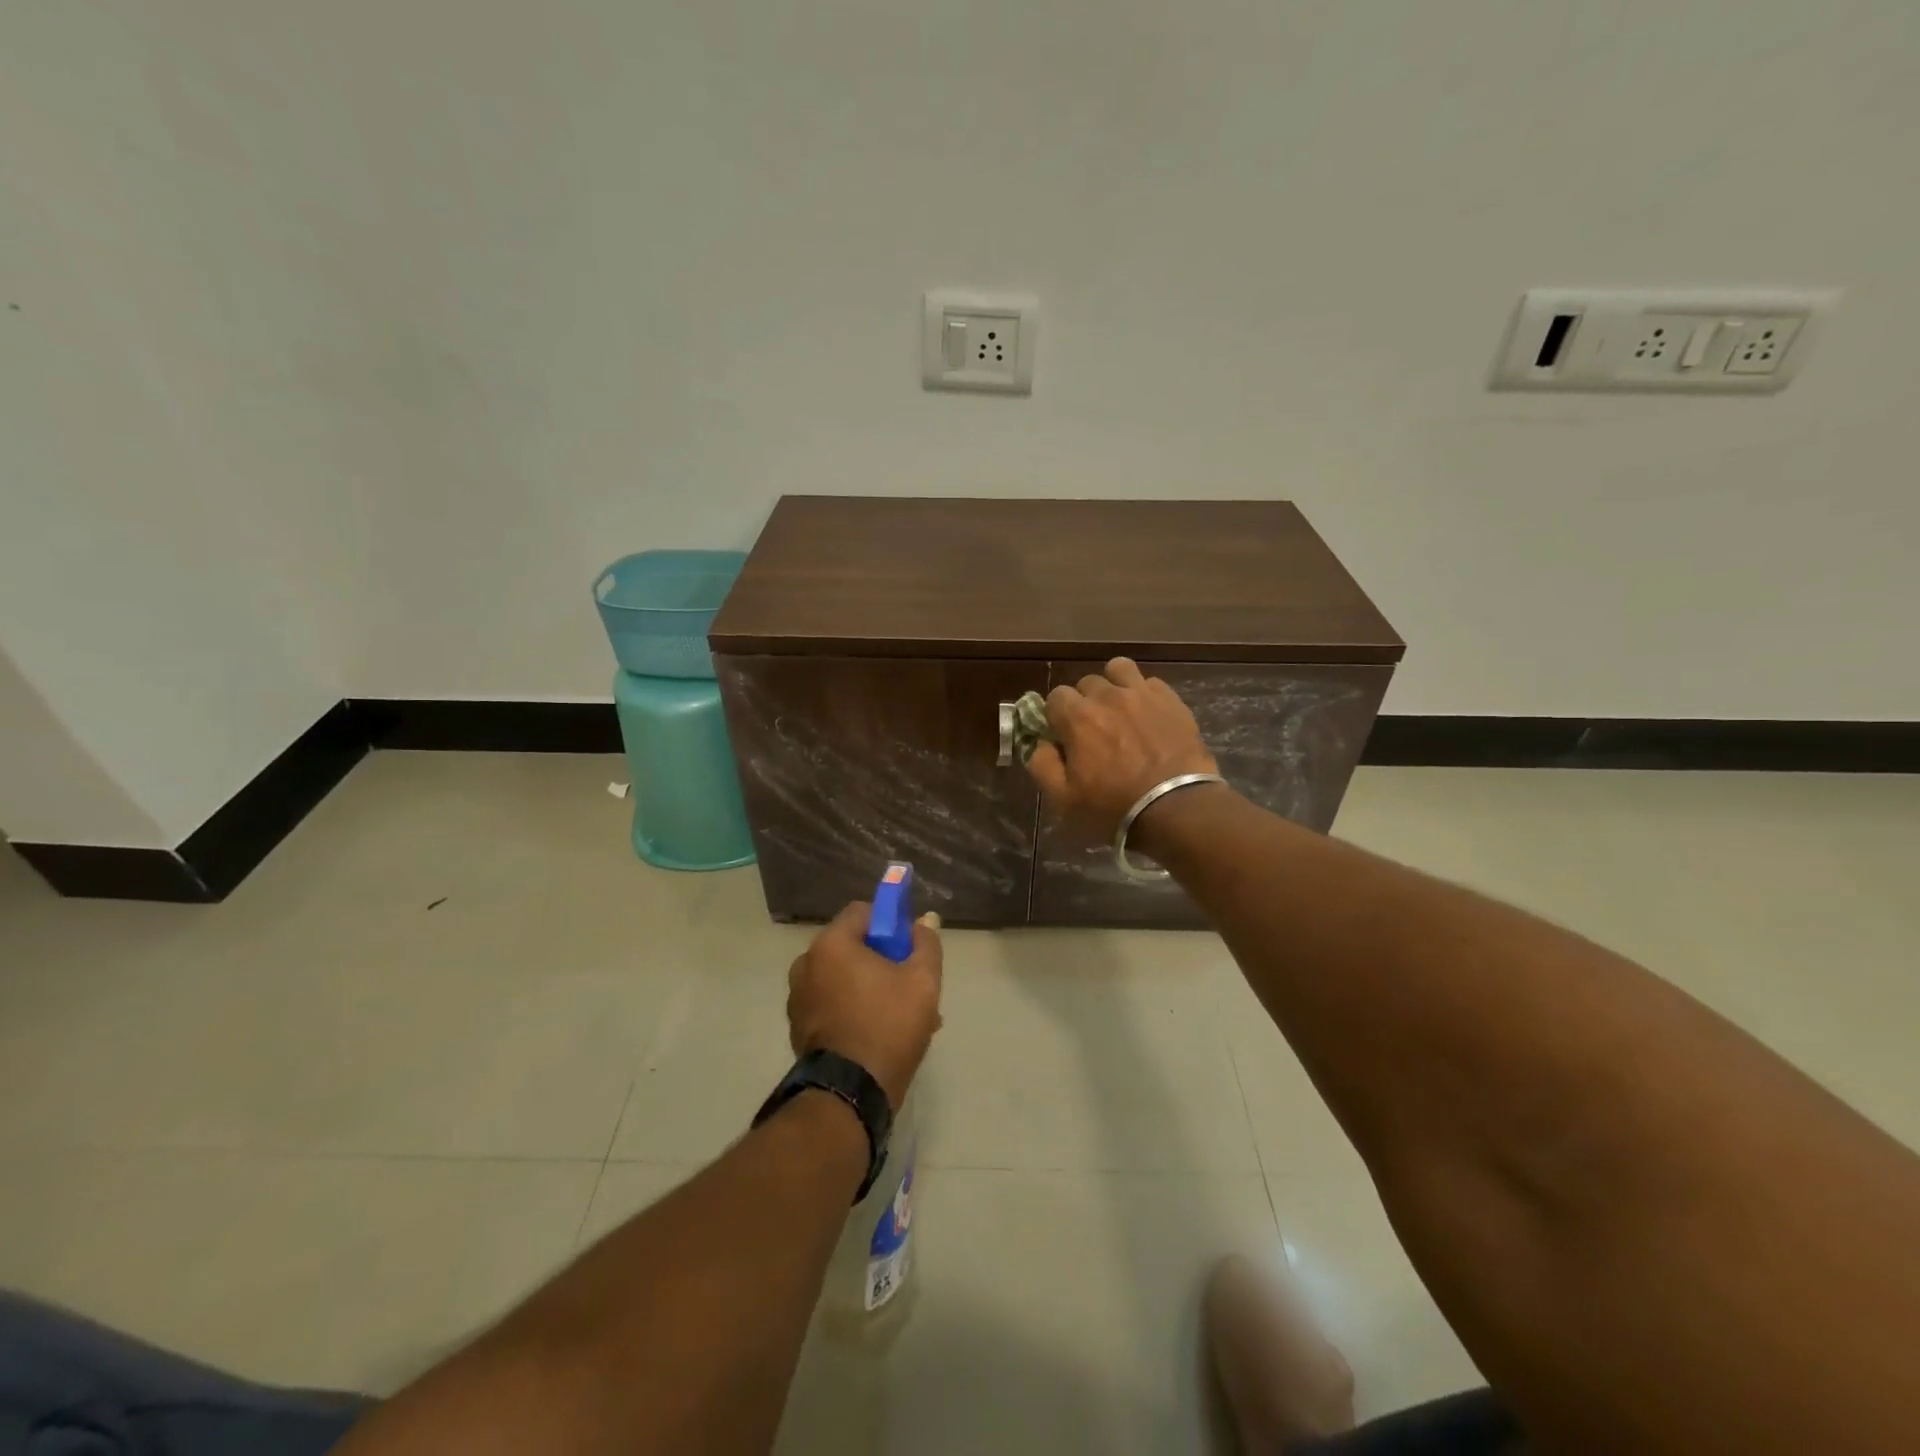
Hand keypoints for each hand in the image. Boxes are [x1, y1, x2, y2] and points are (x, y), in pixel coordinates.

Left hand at [787, 902, 943, 1109]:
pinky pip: (830, 1003)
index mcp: (831, 944)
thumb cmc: (888, 1025)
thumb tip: (925, 921)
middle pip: (851, 946)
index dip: (889, 923)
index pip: (861, 912)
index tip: (907, 948)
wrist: (851, 1094)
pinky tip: (877, 1034)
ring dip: (868, 986)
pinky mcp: (797, 1027)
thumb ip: (926, 944)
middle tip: (908, 985)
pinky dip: (851, 1008)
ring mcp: (798, 998)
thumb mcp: (923, 981)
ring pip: (841, 978)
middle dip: (881, 960)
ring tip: (898, 1016)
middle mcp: (806, 964)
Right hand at [1025, 657, 1217, 839]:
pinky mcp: (1171, 699)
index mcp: (1077, 717)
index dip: (1056, 715)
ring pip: (1118, 669)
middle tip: (1093, 729)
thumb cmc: (1114, 806)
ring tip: (1119, 708)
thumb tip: (1039, 743)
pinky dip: (1143, 693)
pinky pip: (1150, 682)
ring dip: (1113, 684)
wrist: (1176, 808)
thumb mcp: (1063, 798)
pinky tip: (1147, 714)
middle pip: (1086, 682)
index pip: (1055, 696)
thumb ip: (1042, 764)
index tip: (1064, 735)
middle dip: (1084, 701)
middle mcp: (1107, 696)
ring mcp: (1141, 694)